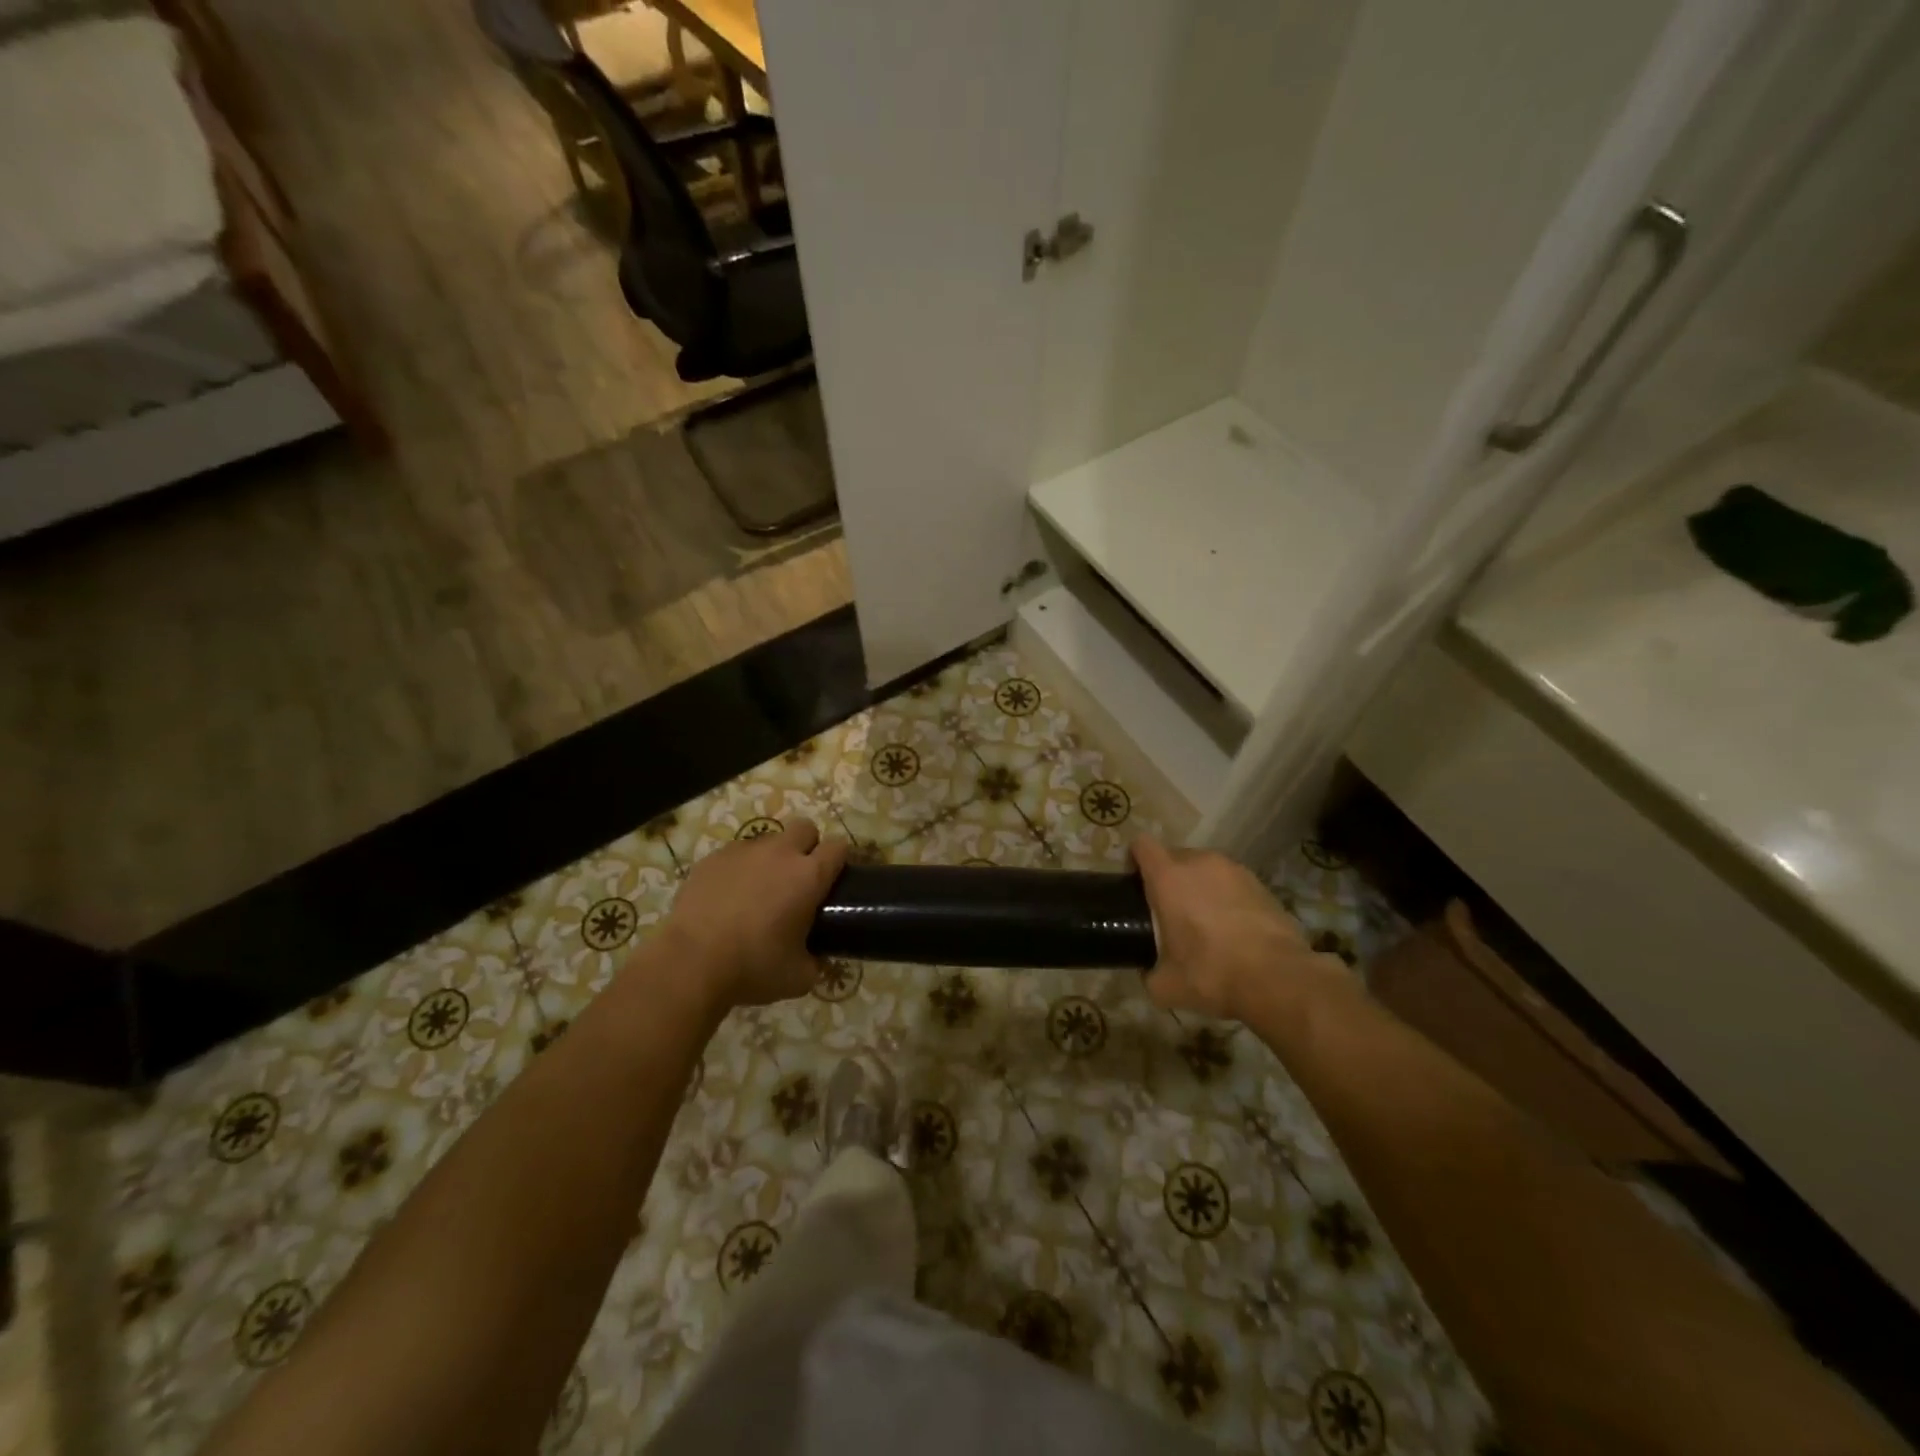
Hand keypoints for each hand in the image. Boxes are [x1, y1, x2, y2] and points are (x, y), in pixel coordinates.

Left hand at [658, 819, 848, 1011]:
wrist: (690, 963)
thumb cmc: (753, 967)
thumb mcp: (798, 977)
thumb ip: (816, 962)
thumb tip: (817, 959)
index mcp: (809, 876)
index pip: (838, 846)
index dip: (839, 860)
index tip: (834, 879)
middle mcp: (780, 853)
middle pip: (805, 828)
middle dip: (807, 846)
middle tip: (798, 880)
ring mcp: (743, 851)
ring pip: (769, 840)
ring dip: (771, 858)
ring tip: (758, 891)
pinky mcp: (713, 858)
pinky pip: (736, 854)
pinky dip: (739, 869)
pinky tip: (728, 897)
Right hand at [1132, 836, 1346, 1022]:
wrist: (1278, 979)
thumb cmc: (1211, 973)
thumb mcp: (1165, 985)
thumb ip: (1148, 971)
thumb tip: (1148, 972)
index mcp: (1168, 876)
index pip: (1141, 844)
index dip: (1133, 860)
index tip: (1134, 885)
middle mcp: (1200, 862)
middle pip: (1173, 855)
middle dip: (1167, 877)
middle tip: (1168, 912)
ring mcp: (1234, 870)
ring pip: (1205, 868)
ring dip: (1198, 886)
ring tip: (1204, 921)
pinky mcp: (1261, 883)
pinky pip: (1231, 882)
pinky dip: (1226, 897)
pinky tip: (1232, 929)